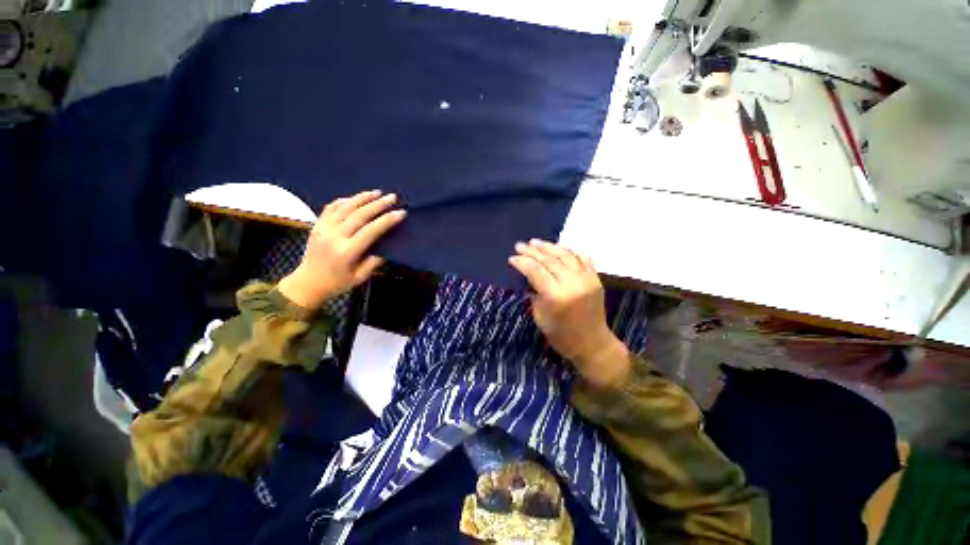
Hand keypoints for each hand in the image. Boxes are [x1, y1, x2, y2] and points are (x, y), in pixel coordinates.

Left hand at [277, 190, 405, 308]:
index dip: (387, 220)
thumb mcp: (359, 278)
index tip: (401, 212)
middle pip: (359, 215)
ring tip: (377, 192)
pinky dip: (345, 200)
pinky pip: (331, 207)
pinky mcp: (318, 225)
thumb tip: (386, 247)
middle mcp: (335, 236)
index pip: (371, 231)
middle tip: (393, 197)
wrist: (307, 282)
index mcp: (347, 251)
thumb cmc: (337, 283)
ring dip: (363, 198)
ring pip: (345, 207)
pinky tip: (356, 198)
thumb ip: (373, 263)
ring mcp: (324, 228)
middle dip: (378, 204)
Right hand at [509, 240, 629, 387]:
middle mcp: (572, 283)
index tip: (512, 258)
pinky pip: (583, 258)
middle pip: (549, 260)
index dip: (522, 262)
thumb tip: (530, 276)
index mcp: (556, 296)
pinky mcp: (596, 279)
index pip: (535, 271)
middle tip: (520, 245)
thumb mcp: (540, 317)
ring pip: (565, 255)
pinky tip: (559, 247)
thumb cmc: (561, 336)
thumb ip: (535, 293)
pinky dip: (570, 251)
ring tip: (535, 242)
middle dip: (532, 251)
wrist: (593, 344)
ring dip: (549, 246)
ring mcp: (586, 279)